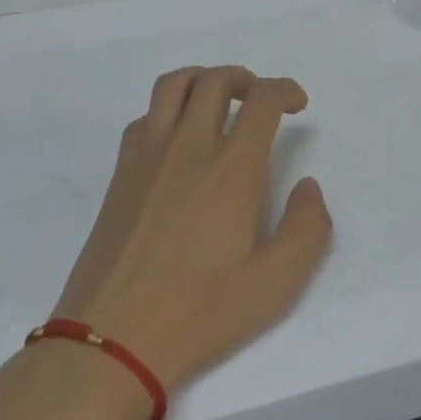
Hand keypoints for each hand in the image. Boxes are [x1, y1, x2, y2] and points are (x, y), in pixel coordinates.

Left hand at [49, 66, 332, 396]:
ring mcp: (148, 155)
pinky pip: (144, 117)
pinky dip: (166, 111)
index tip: (297, 104)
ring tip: (217, 102)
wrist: (112, 339)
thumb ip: (307, 228)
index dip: (284, 90)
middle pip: (216, 80)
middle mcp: (189, 146)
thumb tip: (308, 187)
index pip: (262, 100)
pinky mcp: (120, 173)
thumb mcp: (276, 284)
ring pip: (173, 85)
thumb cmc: (200, 311)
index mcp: (232, 167)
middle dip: (245, 79)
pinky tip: (176, 140)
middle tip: (259, 100)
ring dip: (202, 80)